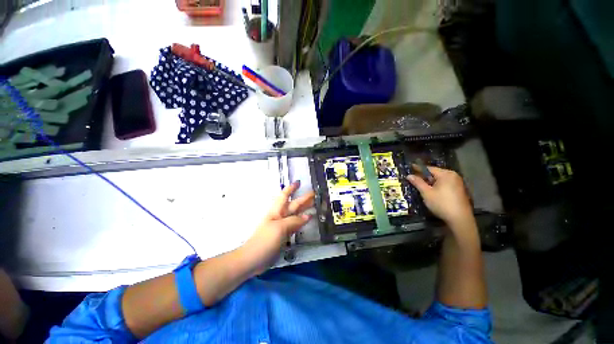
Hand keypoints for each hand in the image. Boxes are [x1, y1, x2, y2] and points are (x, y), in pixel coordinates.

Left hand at [240, 181, 313, 274]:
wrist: (253, 258)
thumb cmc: (265, 240)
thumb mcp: (280, 228)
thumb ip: (294, 221)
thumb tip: (308, 216)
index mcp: (277, 211)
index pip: (284, 196)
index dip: (291, 188)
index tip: (299, 182)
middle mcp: (280, 216)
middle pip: (293, 205)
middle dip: (303, 199)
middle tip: (314, 194)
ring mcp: (282, 226)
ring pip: (295, 214)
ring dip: (304, 209)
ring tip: (314, 204)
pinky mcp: (284, 235)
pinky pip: (295, 225)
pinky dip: (302, 221)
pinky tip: (308, 219)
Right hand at [407, 166, 473, 227]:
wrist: (460, 219)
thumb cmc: (441, 203)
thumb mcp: (426, 193)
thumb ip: (418, 182)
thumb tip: (409, 175)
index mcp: (446, 174)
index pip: (429, 168)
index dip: (418, 168)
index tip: (410, 168)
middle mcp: (453, 176)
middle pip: (435, 173)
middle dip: (424, 176)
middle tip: (414, 179)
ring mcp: (458, 183)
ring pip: (440, 179)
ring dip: (430, 181)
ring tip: (421, 185)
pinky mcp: (459, 190)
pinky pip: (445, 184)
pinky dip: (437, 185)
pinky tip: (432, 191)